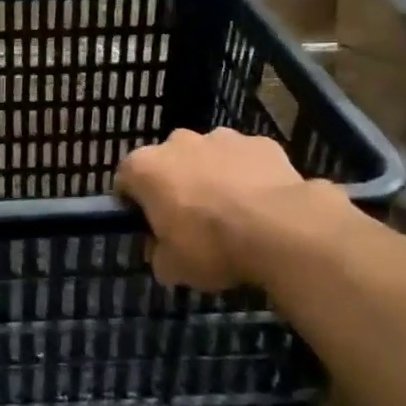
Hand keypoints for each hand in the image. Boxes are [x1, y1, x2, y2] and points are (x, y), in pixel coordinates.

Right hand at [116, 128, 353, 293]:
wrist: (280, 229)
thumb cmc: (212, 246)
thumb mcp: (172, 268)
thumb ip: (158, 254)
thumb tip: (162, 250)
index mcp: (146, 167)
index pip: (126, 180)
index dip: (135, 204)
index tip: (149, 226)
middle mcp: (178, 142)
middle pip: (168, 163)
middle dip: (176, 186)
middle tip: (191, 222)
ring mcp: (222, 137)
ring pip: (209, 157)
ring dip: (213, 177)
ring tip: (233, 214)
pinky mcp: (261, 142)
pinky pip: (246, 160)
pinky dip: (249, 176)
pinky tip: (263, 206)